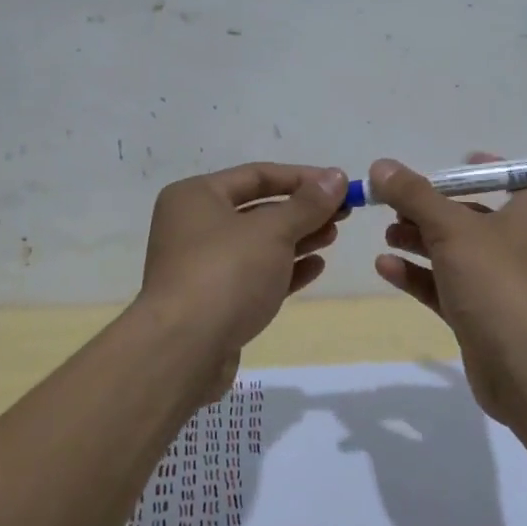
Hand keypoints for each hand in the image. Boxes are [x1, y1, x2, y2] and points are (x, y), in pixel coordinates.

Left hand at [137, 162, 348, 400]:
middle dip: (302, 210)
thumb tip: (337, 177)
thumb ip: (308, 204)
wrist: (184, 350)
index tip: (340, 185)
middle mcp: (193, 226)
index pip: (257, 175)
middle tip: (343, 213)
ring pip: (258, 244)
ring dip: (297, 238)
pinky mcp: (213, 301)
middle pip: (258, 209)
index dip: (302, 178)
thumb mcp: (273, 230)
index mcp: (196, 196)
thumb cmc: (226, 273)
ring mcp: (202, 266)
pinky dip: (284, 269)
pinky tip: (316, 267)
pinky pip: (254, 275)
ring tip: (333, 237)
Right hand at [370, 154, 526, 424]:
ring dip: (421, 241)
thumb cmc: (499, 281)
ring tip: (387, 233)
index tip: (448, 165)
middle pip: (471, 215)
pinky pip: (446, 287)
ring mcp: (501, 283)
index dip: (480, 169)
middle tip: (394, 204)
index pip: (510, 177)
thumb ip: (415, 195)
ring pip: (455, 253)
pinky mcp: (482, 316)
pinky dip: (419, 275)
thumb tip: (381, 166)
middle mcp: (520, 243)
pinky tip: (385, 266)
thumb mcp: (452, 228)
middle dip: (432, 209)